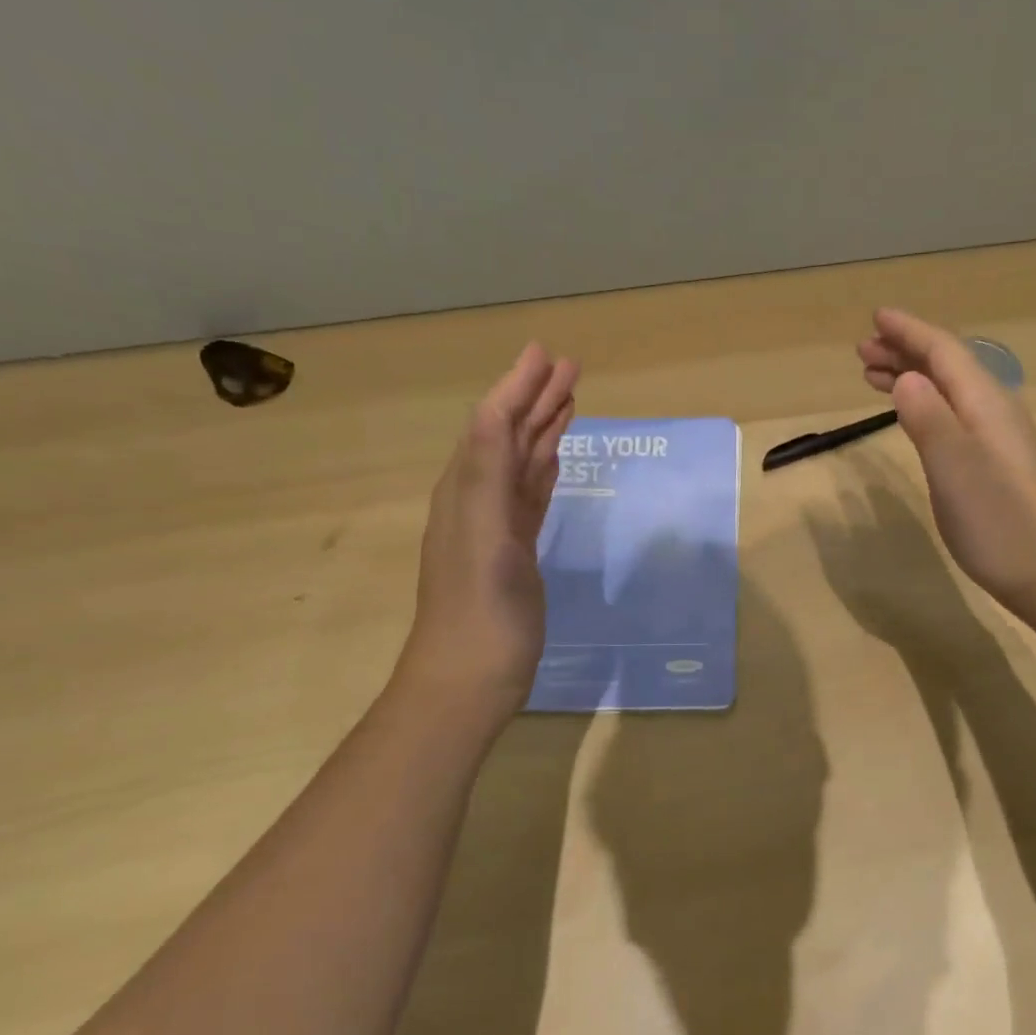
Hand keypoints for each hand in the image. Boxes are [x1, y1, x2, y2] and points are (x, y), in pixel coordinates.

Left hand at [398, 343, 578, 714]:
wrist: (470, 680)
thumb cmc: (480, 614)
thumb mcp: (484, 539)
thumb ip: (489, 476)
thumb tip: (499, 412)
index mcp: (466, 491)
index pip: (493, 424)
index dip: (517, 387)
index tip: (546, 354)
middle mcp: (477, 500)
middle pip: (509, 437)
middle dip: (535, 399)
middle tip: (569, 367)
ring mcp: (497, 528)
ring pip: (522, 464)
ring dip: (543, 430)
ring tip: (569, 400)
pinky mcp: (516, 552)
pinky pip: (531, 497)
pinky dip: (544, 471)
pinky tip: (555, 458)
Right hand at [858, 308, 1035, 628]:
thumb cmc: (999, 519)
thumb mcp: (954, 466)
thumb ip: (928, 418)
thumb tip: (905, 377)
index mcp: (983, 402)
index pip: (942, 351)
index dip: (908, 332)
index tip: (875, 318)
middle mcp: (993, 410)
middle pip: (947, 366)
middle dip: (904, 352)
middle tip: (862, 351)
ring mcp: (998, 438)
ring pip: (949, 391)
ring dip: (912, 377)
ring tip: (873, 378)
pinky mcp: (997, 464)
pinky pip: (954, 414)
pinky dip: (926, 405)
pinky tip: (917, 418)